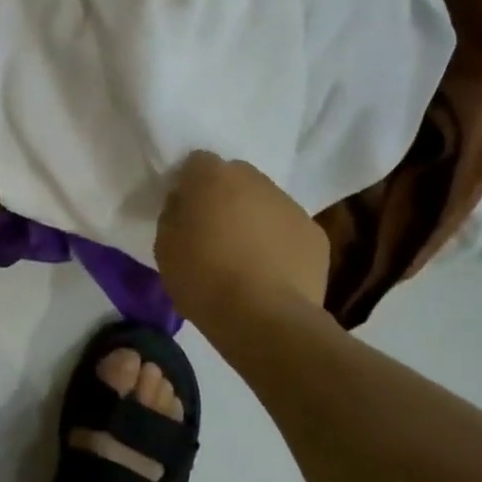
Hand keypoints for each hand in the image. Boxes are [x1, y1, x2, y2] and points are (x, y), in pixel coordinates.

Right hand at [154, 152, 331, 330]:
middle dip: (225, 198)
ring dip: (255, 220)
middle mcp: (255, 179)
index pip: (197, 163)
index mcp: (212, 176)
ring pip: (266, 203)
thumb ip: (174, 214)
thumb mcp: (165, 246)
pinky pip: (290, 231)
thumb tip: (186, 205)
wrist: (264, 318)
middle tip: (215, 233)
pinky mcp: (316, 234)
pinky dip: (280, 244)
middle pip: (236, 178)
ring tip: (246, 258)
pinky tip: (272, 274)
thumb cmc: (203, 279)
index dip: (190, 184)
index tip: (186, 211)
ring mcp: (290, 205)